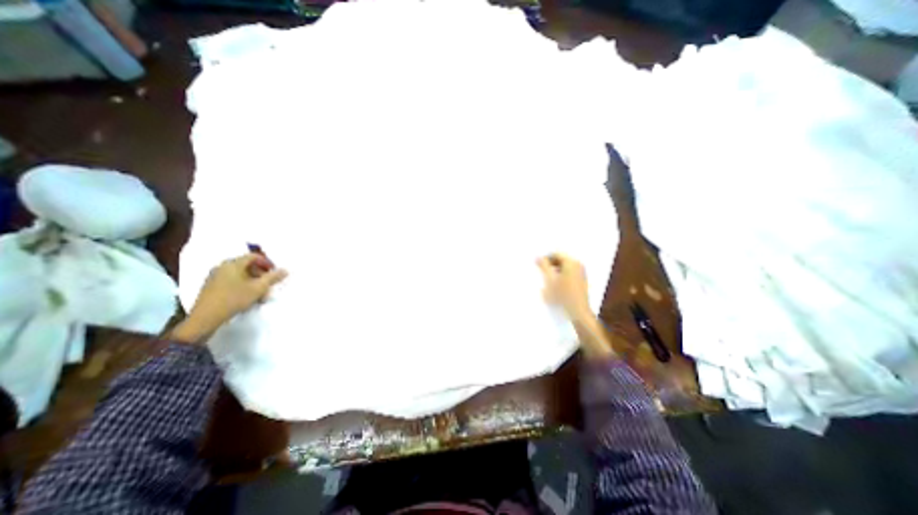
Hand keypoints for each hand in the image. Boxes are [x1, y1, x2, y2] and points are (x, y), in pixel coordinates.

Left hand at [168, 252, 286, 343]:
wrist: (206, 318)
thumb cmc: (235, 298)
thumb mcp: (259, 288)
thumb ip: (273, 277)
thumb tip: (285, 270)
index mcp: (233, 264)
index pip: (254, 256)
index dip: (267, 263)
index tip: (275, 273)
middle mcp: (223, 266)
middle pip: (247, 265)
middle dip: (261, 275)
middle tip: (268, 285)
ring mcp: (215, 276)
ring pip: (240, 274)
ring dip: (253, 282)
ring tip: (260, 294)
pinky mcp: (211, 286)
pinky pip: (232, 281)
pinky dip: (243, 286)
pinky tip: (247, 297)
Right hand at [535, 253, 591, 320]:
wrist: (577, 312)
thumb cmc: (562, 294)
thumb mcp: (549, 279)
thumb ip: (543, 266)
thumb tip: (538, 257)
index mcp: (571, 262)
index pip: (556, 253)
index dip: (545, 258)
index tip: (537, 265)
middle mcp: (578, 265)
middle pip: (561, 259)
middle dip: (550, 264)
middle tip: (541, 272)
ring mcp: (581, 273)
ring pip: (564, 267)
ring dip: (554, 270)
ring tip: (547, 279)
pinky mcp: (581, 281)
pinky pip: (568, 273)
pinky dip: (560, 275)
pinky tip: (555, 285)